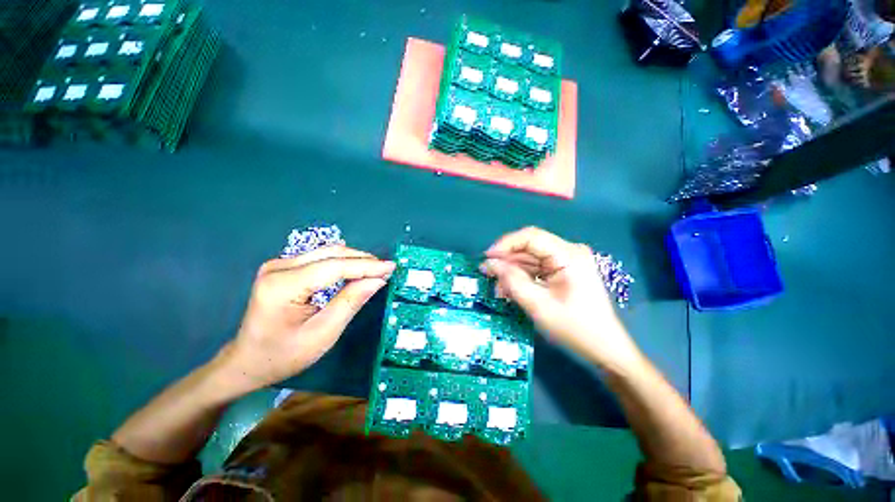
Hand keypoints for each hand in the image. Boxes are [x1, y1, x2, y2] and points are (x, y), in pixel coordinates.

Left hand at [219, 246, 394, 391]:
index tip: (392, 267)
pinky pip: (320, 258)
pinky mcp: (283, 267)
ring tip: (376, 270)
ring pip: (327, 253)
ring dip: (355, 260)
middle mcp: (278, 267)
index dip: (367, 266)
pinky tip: (356, 268)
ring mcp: (278, 264)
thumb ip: (351, 302)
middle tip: (387, 270)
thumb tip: (377, 280)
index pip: (334, 267)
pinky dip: (342, 263)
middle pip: (331, 255)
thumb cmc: (284, 355)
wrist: (247, 361)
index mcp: (283, 286)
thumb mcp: (323, 334)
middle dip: (363, 260)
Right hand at [481, 227, 640, 368]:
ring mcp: (566, 261)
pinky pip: (536, 268)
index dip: (505, 244)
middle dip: (507, 260)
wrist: (604, 348)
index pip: (531, 236)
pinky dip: (522, 277)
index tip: (487, 258)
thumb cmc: (574, 328)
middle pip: (529, 247)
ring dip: (512, 271)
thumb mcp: (538, 305)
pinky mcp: (563, 271)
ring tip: (498, 287)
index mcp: (568, 255)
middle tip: (487, 274)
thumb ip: (512, 281)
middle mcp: (568, 252)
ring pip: (530, 258)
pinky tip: (510, 289)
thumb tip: (490, 264)